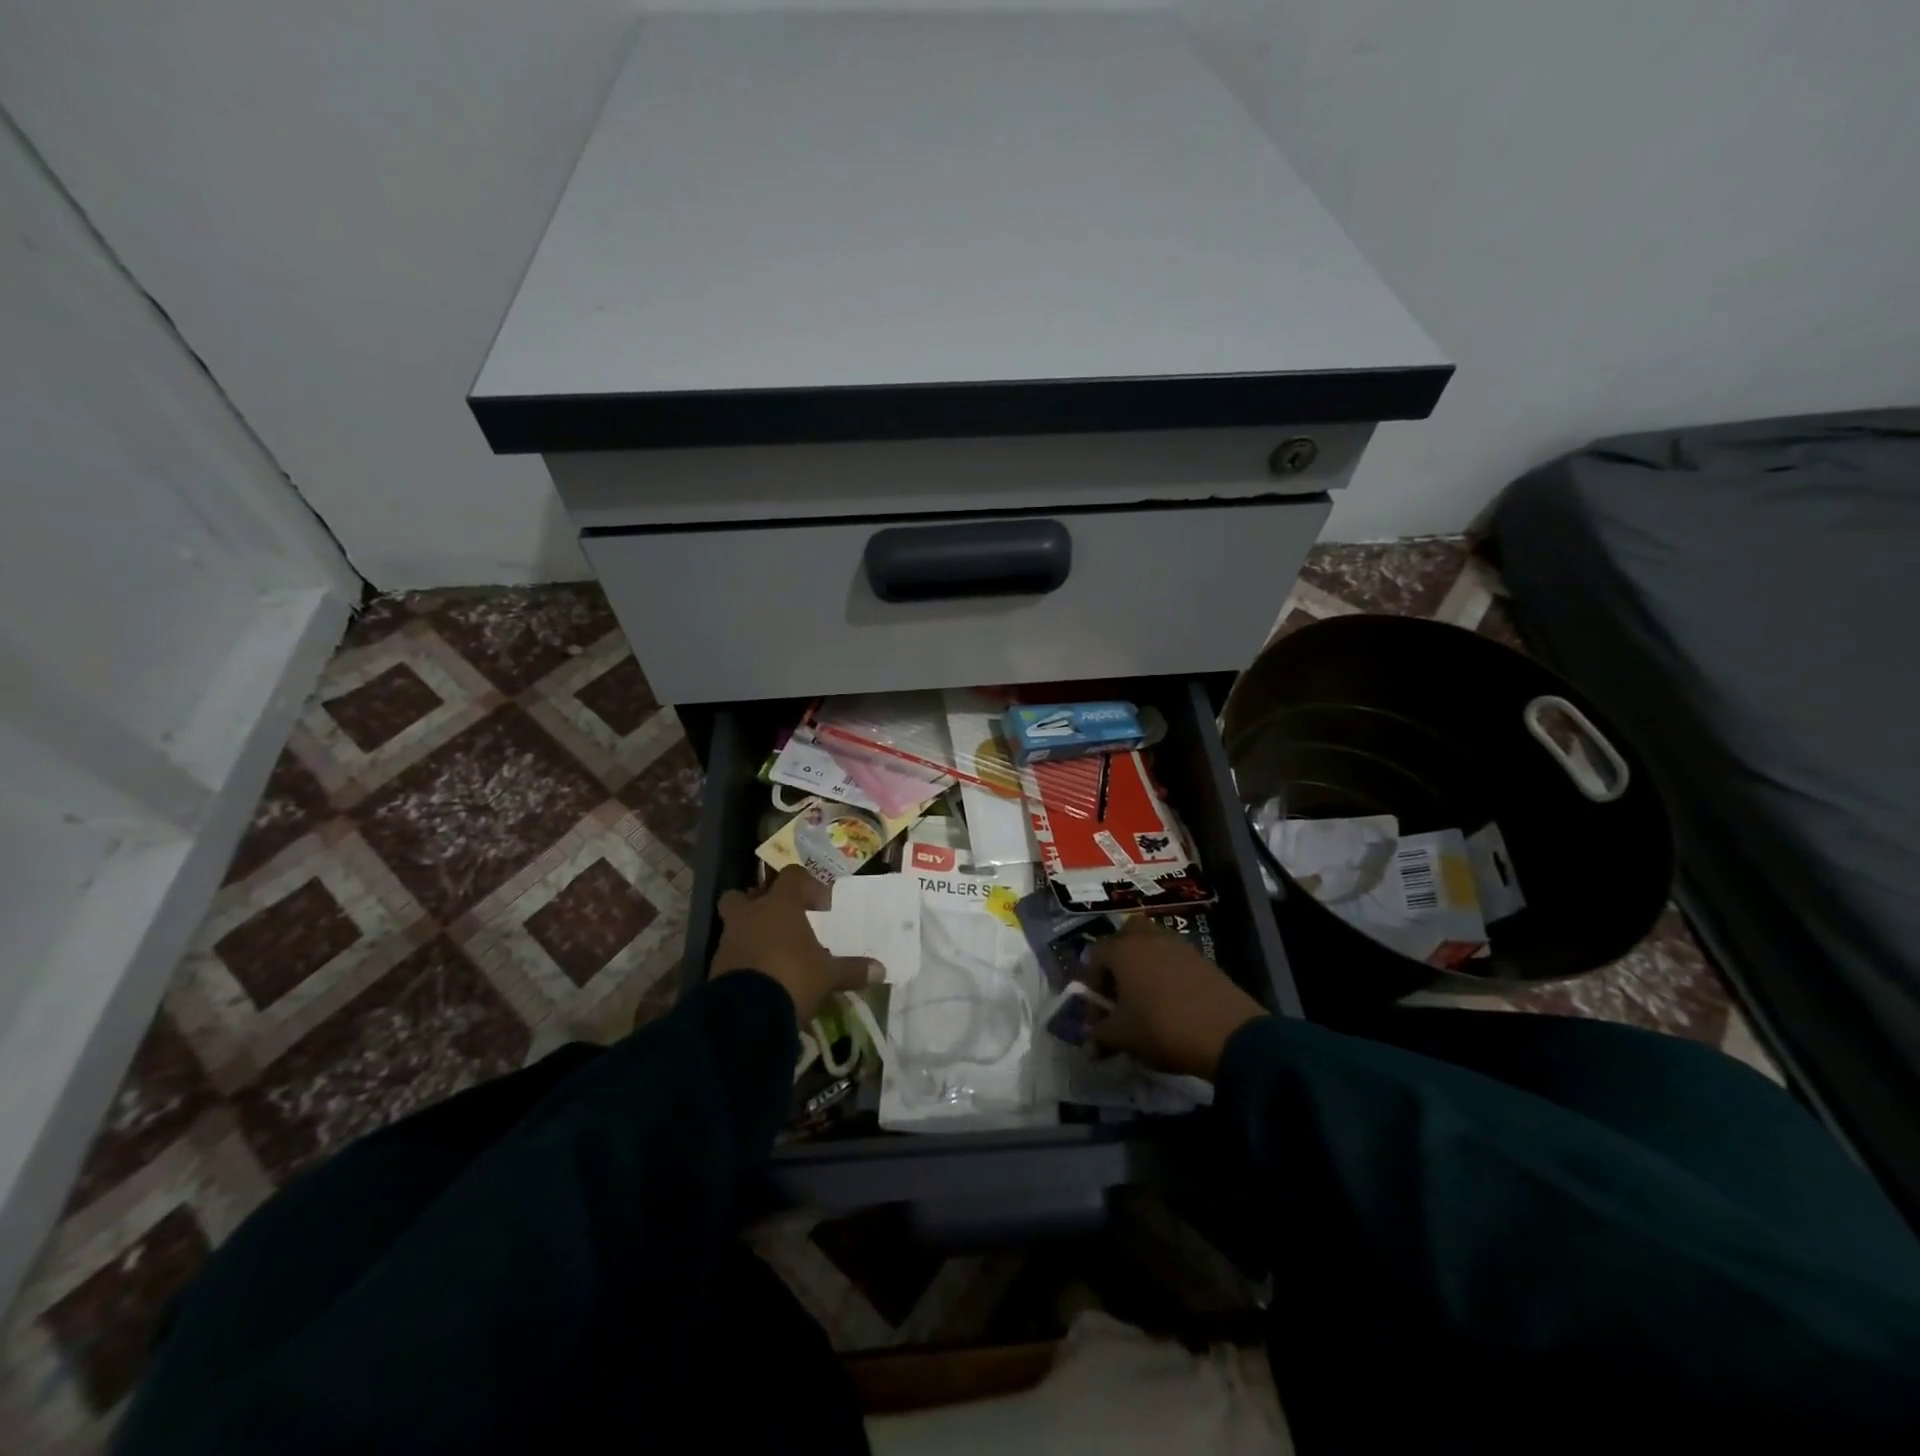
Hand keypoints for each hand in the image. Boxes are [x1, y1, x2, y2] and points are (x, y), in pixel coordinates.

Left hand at [711, 866, 880, 1023]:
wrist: (745, 1014)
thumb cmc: (793, 977)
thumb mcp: (828, 975)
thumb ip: (852, 970)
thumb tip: (881, 970)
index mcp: (779, 905)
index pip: (792, 877)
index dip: (808, 886)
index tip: (823, 907)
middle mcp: (750, 914)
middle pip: (745, 894)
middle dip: (759, 903)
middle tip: (780, 919)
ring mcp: (729, 940)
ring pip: (735, 924)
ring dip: (751, 932)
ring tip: (773, 953)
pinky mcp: (716, 967)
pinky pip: (731, 953)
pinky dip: (743, 959)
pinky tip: (761, 976)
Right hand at [1088, 917, 1267, 1079]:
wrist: (1228, 1034)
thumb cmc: (1162, 1028)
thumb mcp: (1123, 1038)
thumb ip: (1099, 1036)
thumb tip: (1089, 1043)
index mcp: (1123, 950)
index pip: (1095, 955)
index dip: (1092, 982)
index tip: (1099, 1010)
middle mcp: (1148, 938)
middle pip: (1126, 935)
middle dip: (1119, 958)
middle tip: (1121, 990)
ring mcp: (1179, 945)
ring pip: (1153, 943)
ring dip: (1145, 963)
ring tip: (1147, 998)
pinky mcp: (1203, 958)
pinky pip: (1175, 957)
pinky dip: (1168, 972)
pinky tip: (1173, 1002)